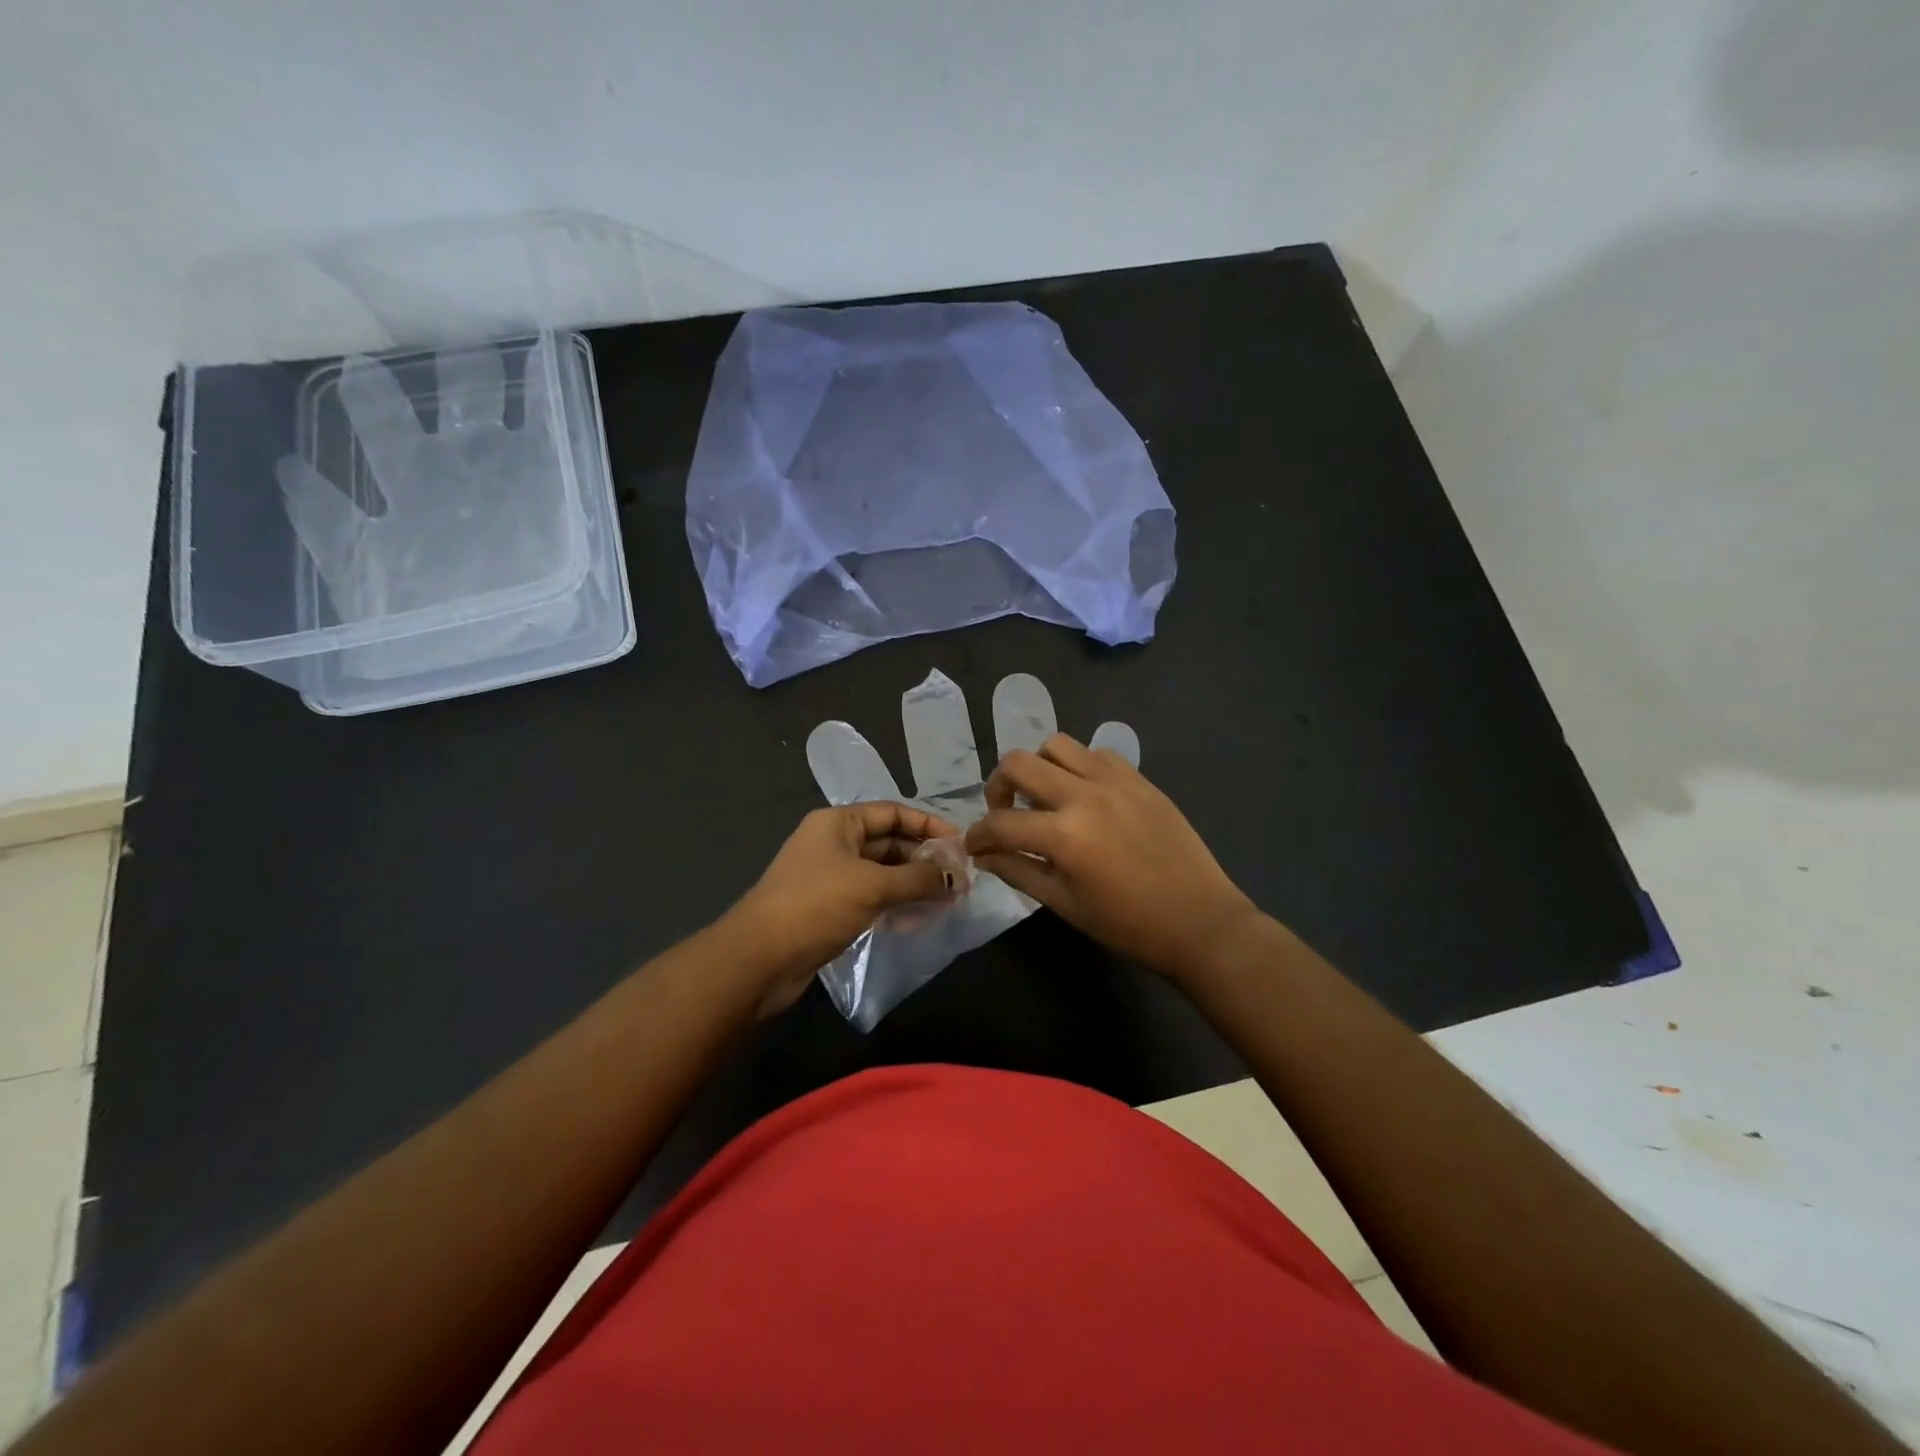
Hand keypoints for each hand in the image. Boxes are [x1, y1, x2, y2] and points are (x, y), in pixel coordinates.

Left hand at [727, 803, 960, 1015]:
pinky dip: (895, 903)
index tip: (960, 843)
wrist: (760, 959)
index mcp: (838, 822)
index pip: (893, 812)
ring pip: (882, 872)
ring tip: (947, 899)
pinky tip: (919, 918)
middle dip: (924, 858)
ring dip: (913, 883)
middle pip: (889, 842)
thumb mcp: (873, 886)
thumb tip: (957, 878)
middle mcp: (834, 843)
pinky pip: (871, 897)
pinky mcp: (830, 908)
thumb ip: (918, 878)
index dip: (928, 825)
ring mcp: (830, 877)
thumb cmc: (816, 905)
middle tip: (959, 877)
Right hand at [963, 734, 1262, 981]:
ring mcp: (1115, 781)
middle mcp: (1084, 795)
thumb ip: (1019, 872)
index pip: (1000, 822)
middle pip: (1018, 763)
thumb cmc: (1128, 924)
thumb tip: (983, 856)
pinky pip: (1096, 753)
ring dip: (1038, 767)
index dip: (978, 835)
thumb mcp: (1065, 904)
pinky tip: (1084, 794)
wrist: (1200, 921)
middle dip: (998, 786)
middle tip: (1005, 810)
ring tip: (1044, 795)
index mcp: (1064, 835)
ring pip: (1056, 744)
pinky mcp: (1139, 779)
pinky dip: (1078, 766)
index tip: (975, 845)